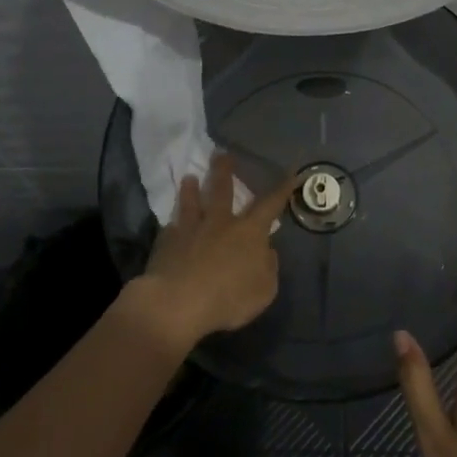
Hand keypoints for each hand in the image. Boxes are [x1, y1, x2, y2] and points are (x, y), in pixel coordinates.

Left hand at [133, 152, 296, 352]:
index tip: (289, 172)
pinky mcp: (167, 242)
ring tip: (189, 178)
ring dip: (191, 190)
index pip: (270, 204)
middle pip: (223, 191)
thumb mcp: (264, 290)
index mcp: (249, 232)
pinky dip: (173, 225)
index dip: (282, 189)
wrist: (178, 302)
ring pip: (192, 203)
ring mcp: (191, 230)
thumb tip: (266, 250)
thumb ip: (268, 267)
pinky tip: (170, 224)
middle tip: (221, 155)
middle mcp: (220, 223)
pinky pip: (171, 229)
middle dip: (224, 171)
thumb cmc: (228, 298)